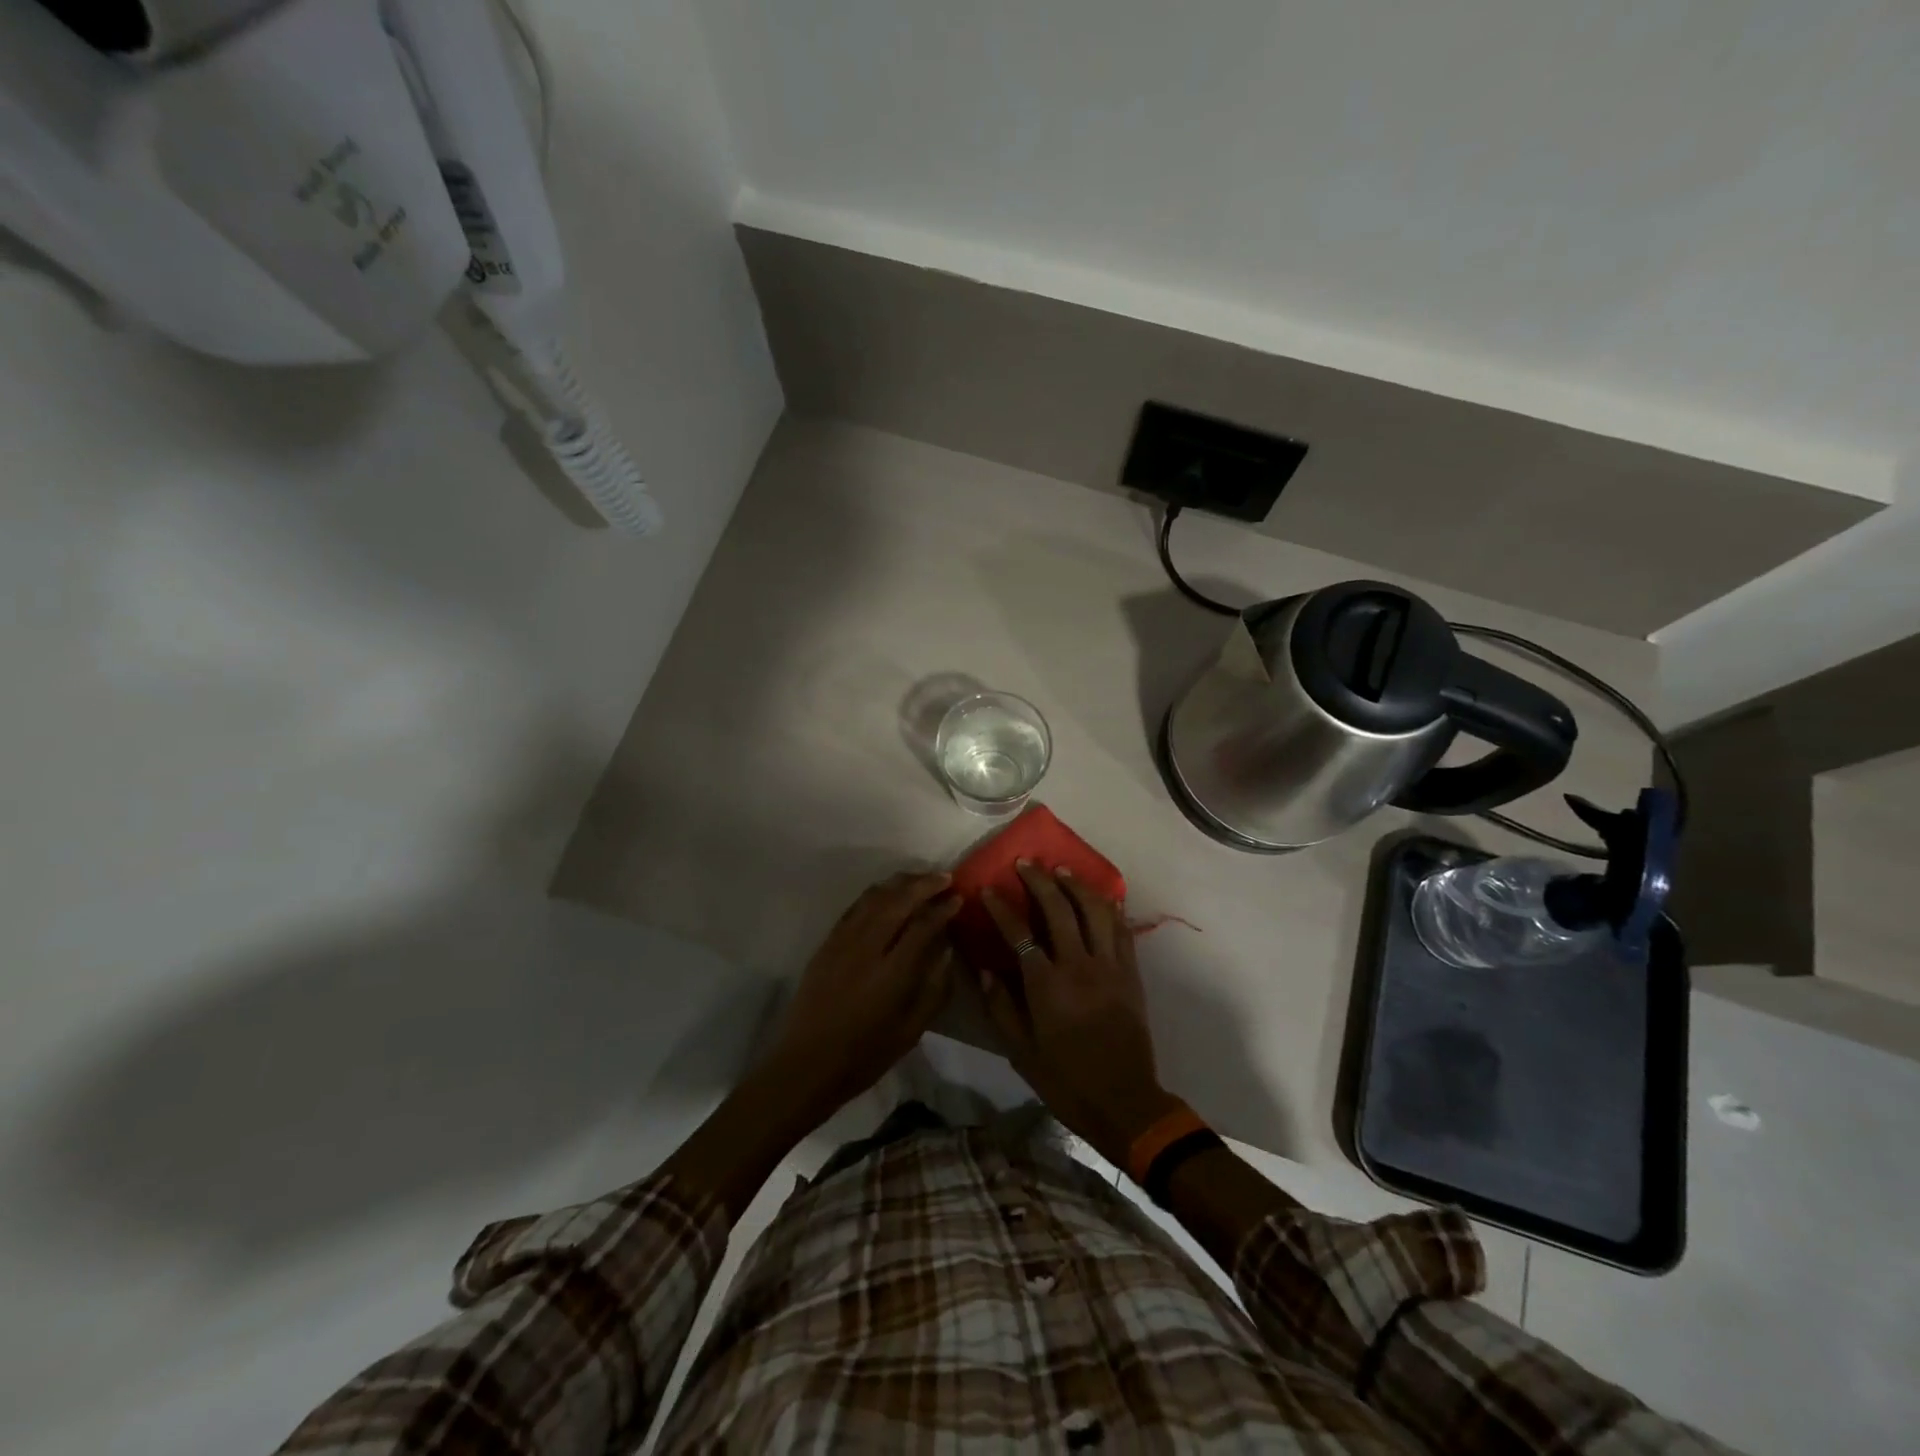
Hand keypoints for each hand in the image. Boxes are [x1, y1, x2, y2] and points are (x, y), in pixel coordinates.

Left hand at [757, 871, 961, 1127]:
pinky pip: (854, 907)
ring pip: (874, 898)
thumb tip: (947, 951)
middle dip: (924, 884)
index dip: (943, 909)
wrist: (806, 1064)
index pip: (923, 926)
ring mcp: (843, 942)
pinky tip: (887, 893)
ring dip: (899, 883)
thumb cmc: (864, 1055)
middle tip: (945, 877)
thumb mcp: (911, 1031)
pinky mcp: (827, 943)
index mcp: (892, 973)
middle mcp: (867, 949)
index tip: (958, 898)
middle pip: (898, 901)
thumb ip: (934, 989)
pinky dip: (875, 894)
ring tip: (920, 879)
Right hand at [977, 862, 1181, 1167]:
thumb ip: (1001, 1007)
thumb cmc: (1066, 1080)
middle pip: (1060, 908)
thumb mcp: (1021, 1052)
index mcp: (1048, 986)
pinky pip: (1121, 929)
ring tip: (1061, 870)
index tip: (987, 889)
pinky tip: (1099, 897)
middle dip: (1040, 880)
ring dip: (1076, 885)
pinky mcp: (1131, 973)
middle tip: (1026, 863)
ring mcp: (1110, 966)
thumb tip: (984, 970)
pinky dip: (1109, 907)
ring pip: (1095, 910)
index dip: (1001, 908)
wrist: (1125, 1102)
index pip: (1020, 933)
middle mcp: (1080, 966)